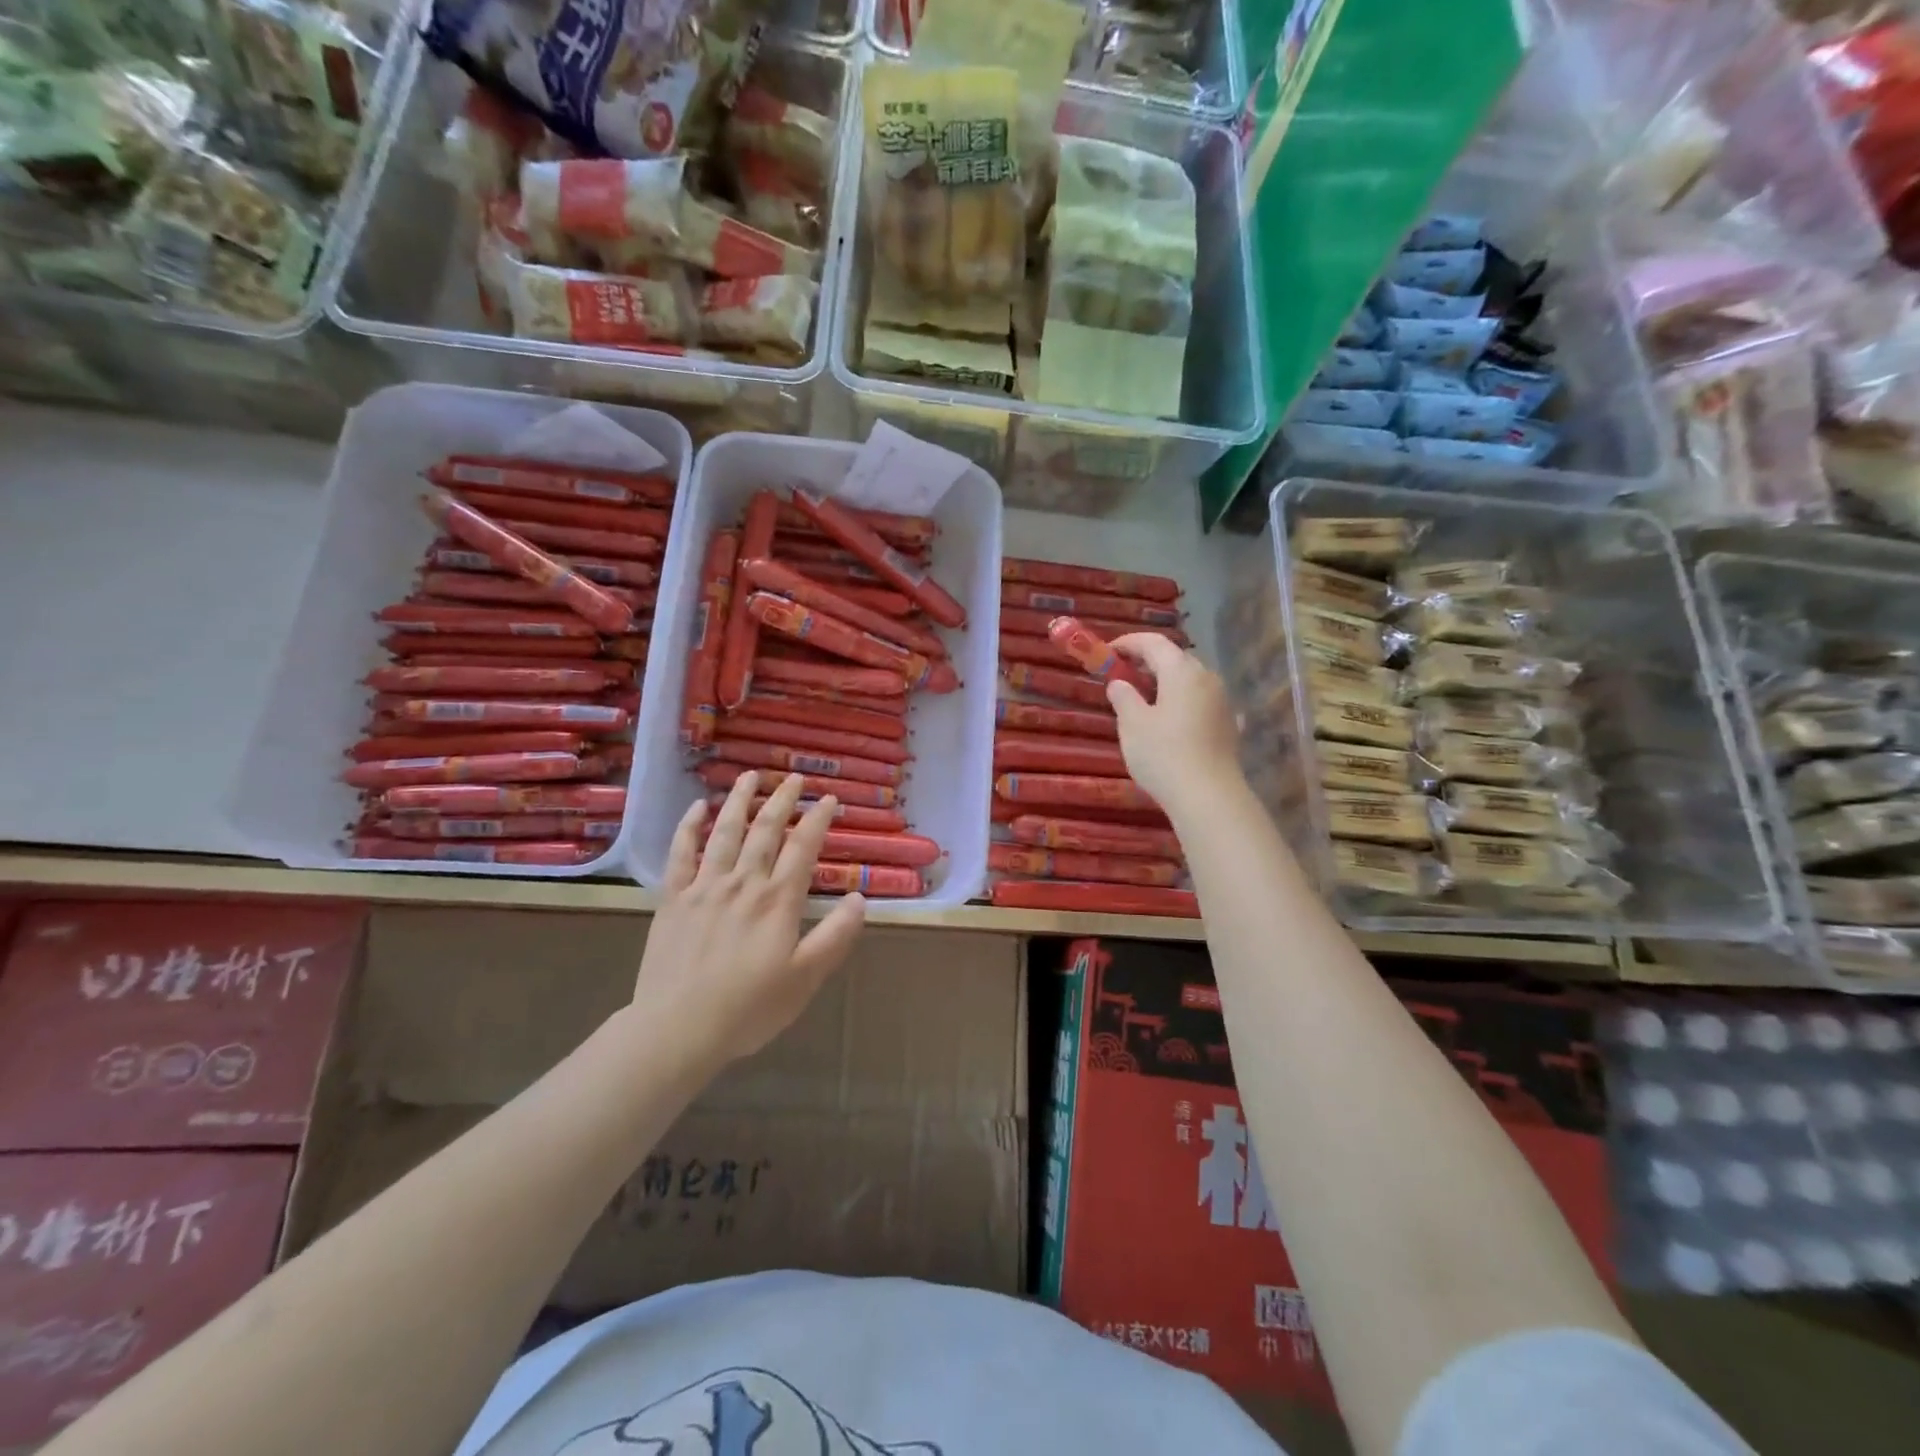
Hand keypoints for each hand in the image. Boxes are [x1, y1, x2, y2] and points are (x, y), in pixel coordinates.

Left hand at [634, 771, 866, 1071]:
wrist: (678, 1028)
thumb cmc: (749, 1008)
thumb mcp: (806, 978)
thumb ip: (835, 937)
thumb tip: (858, 898)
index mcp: (778, 901)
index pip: (803, 848)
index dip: (817, 820)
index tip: (829, 799)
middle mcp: (744, 883)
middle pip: (766, 831)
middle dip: (782, 800)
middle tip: (794, 777)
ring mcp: (705, 887)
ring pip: (725, 832)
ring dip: (739, 801)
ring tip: (750, 776)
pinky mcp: (673, 900)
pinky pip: (681, 854)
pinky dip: (689, 828)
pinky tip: (697, 808)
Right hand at [1107, 634, 1243, 813]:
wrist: (1208, 797)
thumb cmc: (1163, 754)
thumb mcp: (1132, 724)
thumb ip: (1123, 697)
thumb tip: (1120, 683)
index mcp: (1182, 671)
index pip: (1154, 643)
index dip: (1128, 643)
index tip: (1107, 651)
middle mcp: (1207, 679)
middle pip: (1176, 659)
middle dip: (1148, 661)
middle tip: (1123, 673)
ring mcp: (1223, 702)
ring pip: (1191, 681)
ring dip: (1167, 683)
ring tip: (1144, 698)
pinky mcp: (1229, 726)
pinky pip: (1201, 703)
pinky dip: (1183, 703)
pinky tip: (1174, 720)